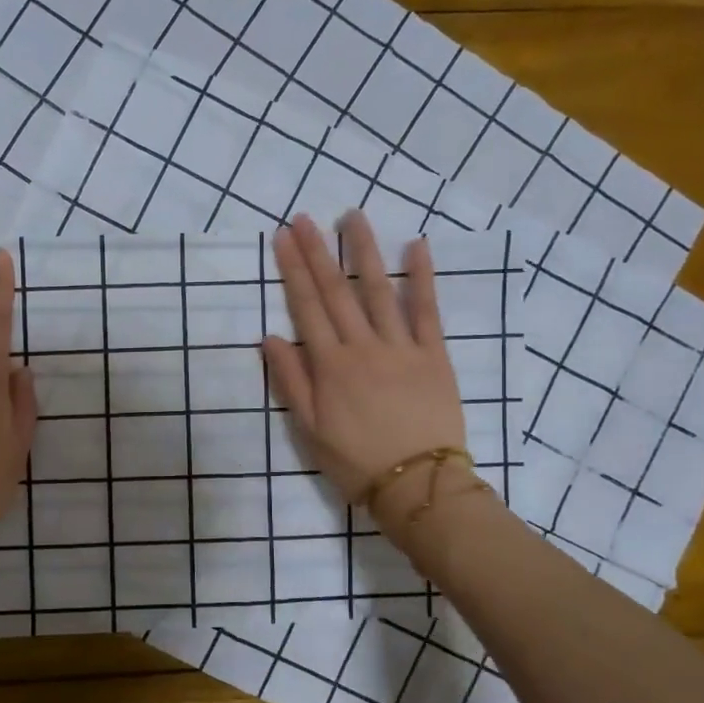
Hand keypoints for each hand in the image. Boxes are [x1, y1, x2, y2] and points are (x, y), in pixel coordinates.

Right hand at [262, 211, 470, 522]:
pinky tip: (418, 247)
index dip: (293, 270)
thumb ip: (290, 381)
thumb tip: (270, 338)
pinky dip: (423, 277)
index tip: (282, 238)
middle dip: (318, 252)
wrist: (417, 485)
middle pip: (337, 291)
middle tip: (305, 218)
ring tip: (354, 217)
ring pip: (379, 291)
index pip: (307, 307)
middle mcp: (363, 347)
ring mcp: (401, 347)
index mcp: (330, 365)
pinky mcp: (434, 355)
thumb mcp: (309, 429)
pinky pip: (427, 310)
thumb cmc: (355, 461)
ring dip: (364, 252)